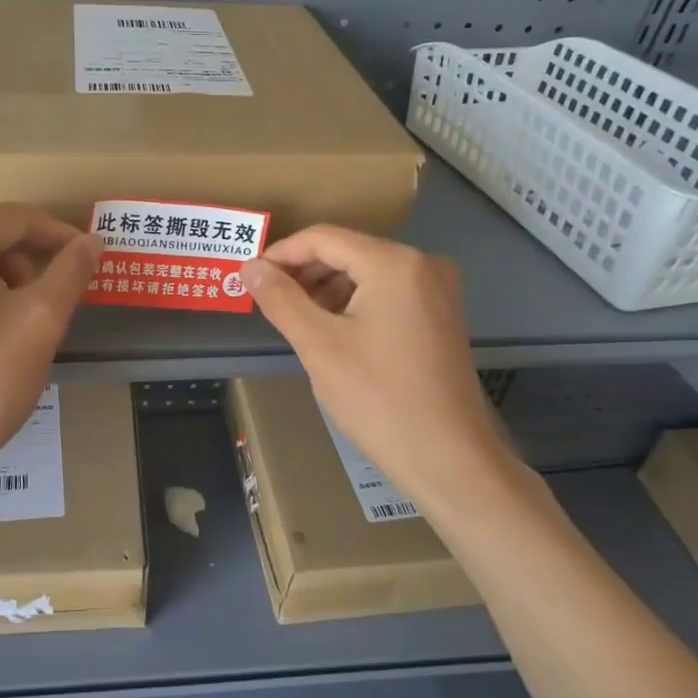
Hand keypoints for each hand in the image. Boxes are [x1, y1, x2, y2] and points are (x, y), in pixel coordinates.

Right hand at [240, 227, 516, 512]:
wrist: (449, 459)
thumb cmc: (378, 398)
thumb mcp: (319, 346)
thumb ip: (281, 299)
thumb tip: (249, 267)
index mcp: (394, 263)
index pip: (323, 238)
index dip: (280, 254)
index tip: (249, 278)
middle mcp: (422, 264)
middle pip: (347, 251)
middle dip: (304, 273)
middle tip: (268, 302)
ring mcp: (438, 289)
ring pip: (367, 273)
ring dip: (327, 289)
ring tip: (297, 321)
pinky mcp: (442, 315)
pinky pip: (388, 293)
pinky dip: (355, 303)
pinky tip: (334, 332)